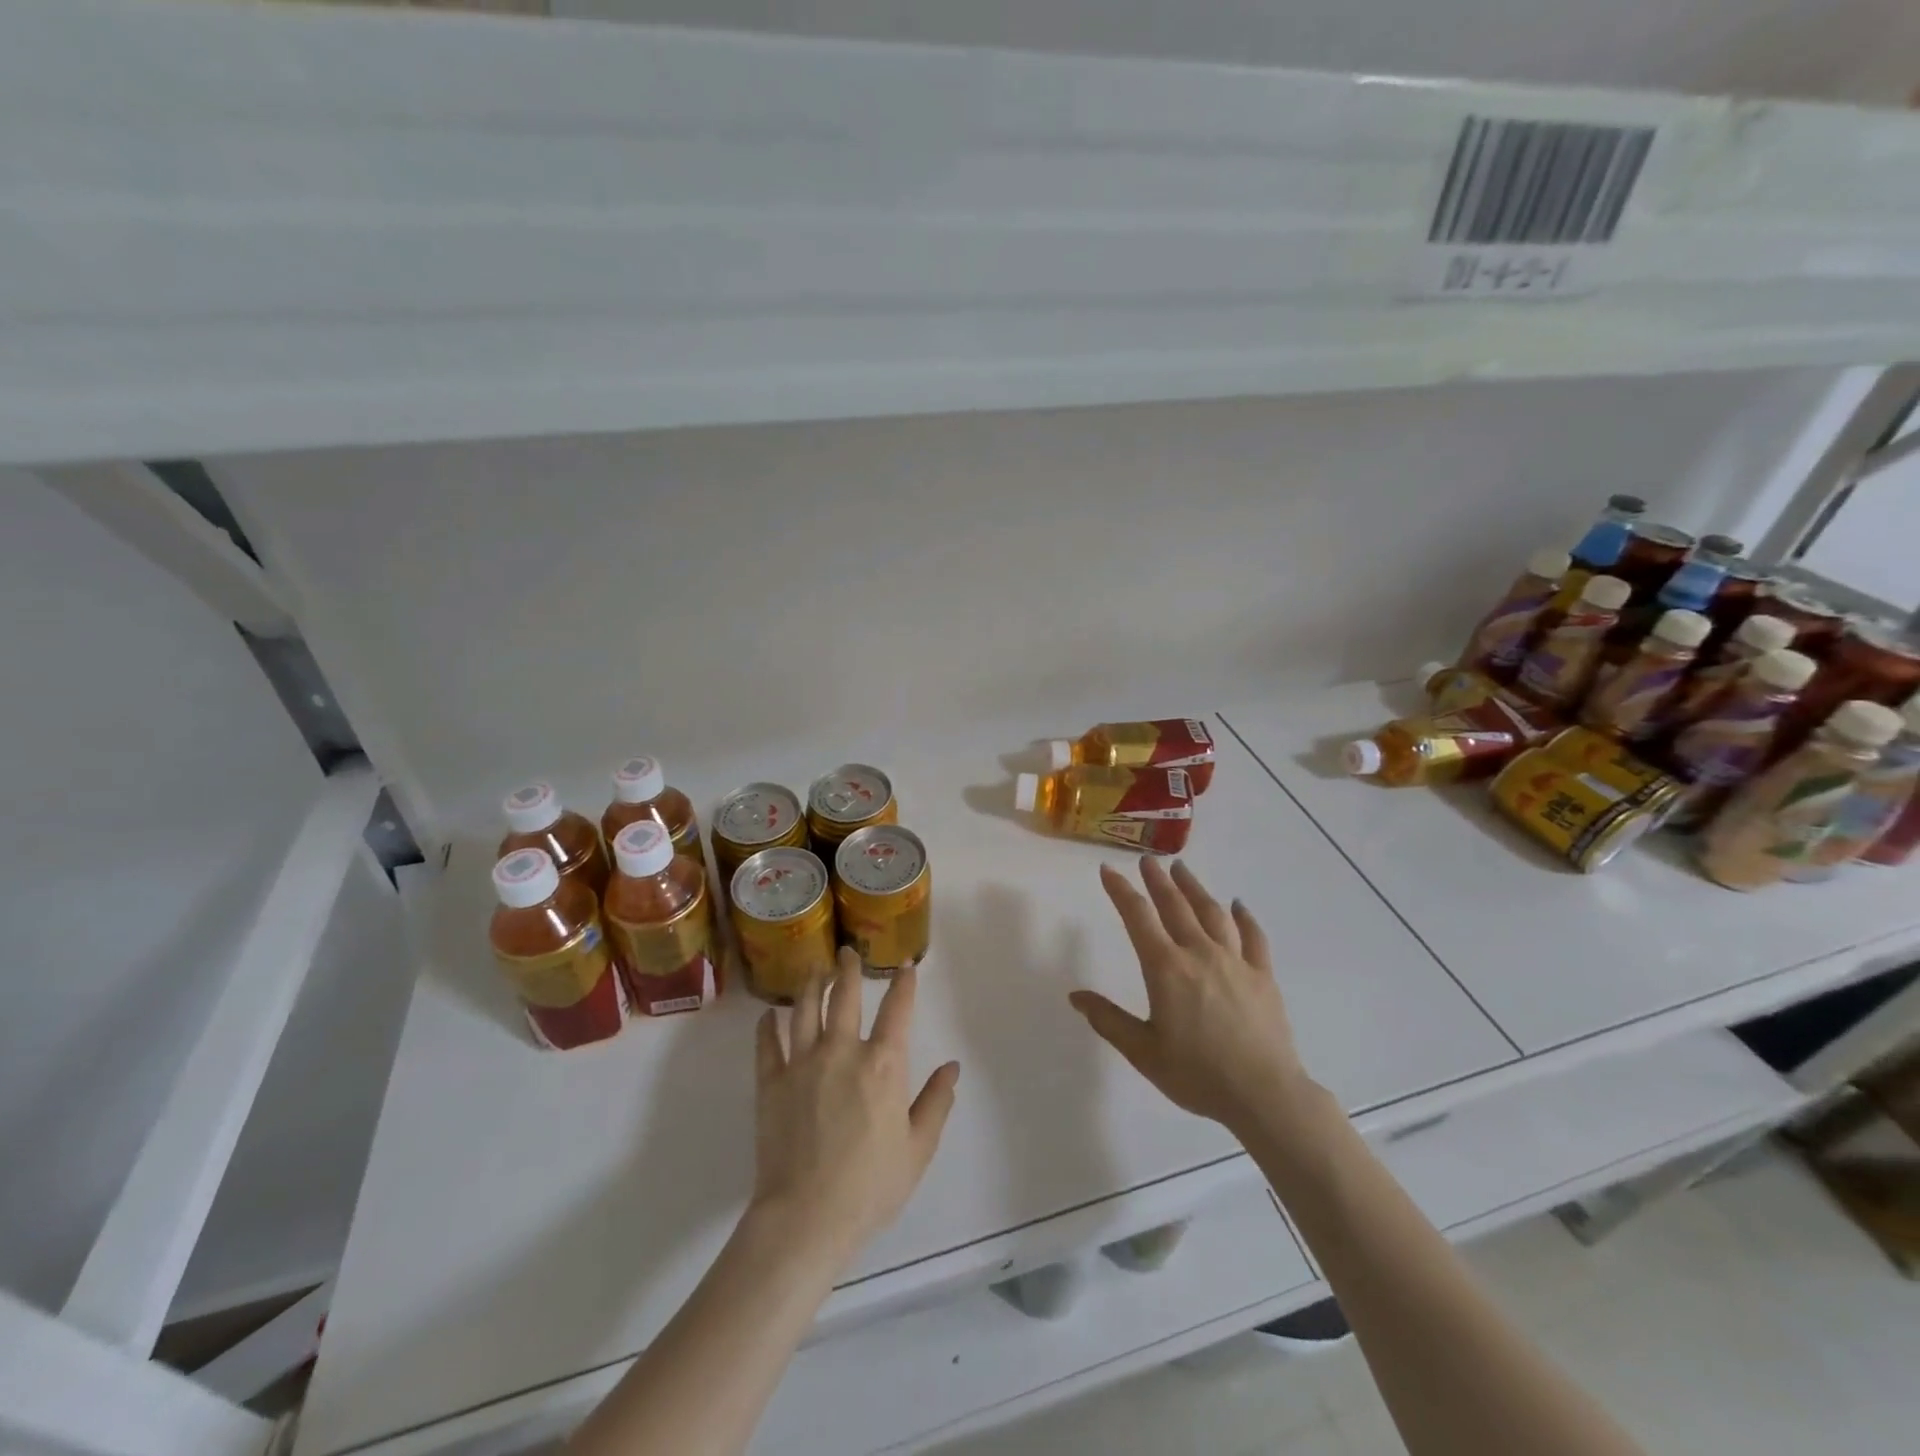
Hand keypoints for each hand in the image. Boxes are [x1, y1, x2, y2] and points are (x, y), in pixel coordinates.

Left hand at [751, 950, 960, 1271]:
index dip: (903, 983)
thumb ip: (936, 1103)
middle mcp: (843, 1050)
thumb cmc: (870, 1187)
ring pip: (804, 1008)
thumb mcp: (917, 1149)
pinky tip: (769, 1015)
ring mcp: (802, 1063)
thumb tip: (951, 1067)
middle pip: (845, 996)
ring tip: (813, 969)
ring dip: (810, 984)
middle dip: (848, 969)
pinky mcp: (771, 1082)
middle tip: (846, 952)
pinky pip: (768, 1043)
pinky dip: (768, 1025)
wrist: (806, 1218)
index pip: (898, 1009)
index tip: (905, 965)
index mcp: (883, 1064)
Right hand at [1071, 857, 1311, 1136]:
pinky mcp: (1262, 976)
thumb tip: (1076, 996)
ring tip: (1182, 870)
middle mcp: (1199, 953)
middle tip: (1147, 860)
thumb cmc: (1198, 1075)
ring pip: (1212, 913)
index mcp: (1166, 968)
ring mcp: (1235, 961)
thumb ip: (1109, 1020)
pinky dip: (1244, 917)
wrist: (1264, 1095)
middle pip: (1175, 906)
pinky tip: (1238, 906)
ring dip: (1194, 888)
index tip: (1108, 870)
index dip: (1121, 891)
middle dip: (1157, 880)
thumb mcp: (1143, 1052)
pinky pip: (1253, 937)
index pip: (1138, 917)